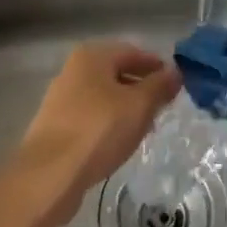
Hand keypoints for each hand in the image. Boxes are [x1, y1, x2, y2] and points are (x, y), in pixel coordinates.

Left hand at [16, 41, 180, 225]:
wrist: (49, 175)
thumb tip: (175, 72)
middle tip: (164, 108)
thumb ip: (159, 86)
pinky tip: (119, 143)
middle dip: (142, 88)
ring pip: (104, 96)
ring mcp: (62, 97)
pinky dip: (109, 124)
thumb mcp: (138, 106)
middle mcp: (74, 69)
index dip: (157, 66)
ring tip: (145, 128)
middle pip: (117, 72)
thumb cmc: (98, 130)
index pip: (133, 52)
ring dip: (126, 108)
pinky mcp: (56, 125)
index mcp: (92, 56)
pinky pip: (91, 116)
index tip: (177, 84)